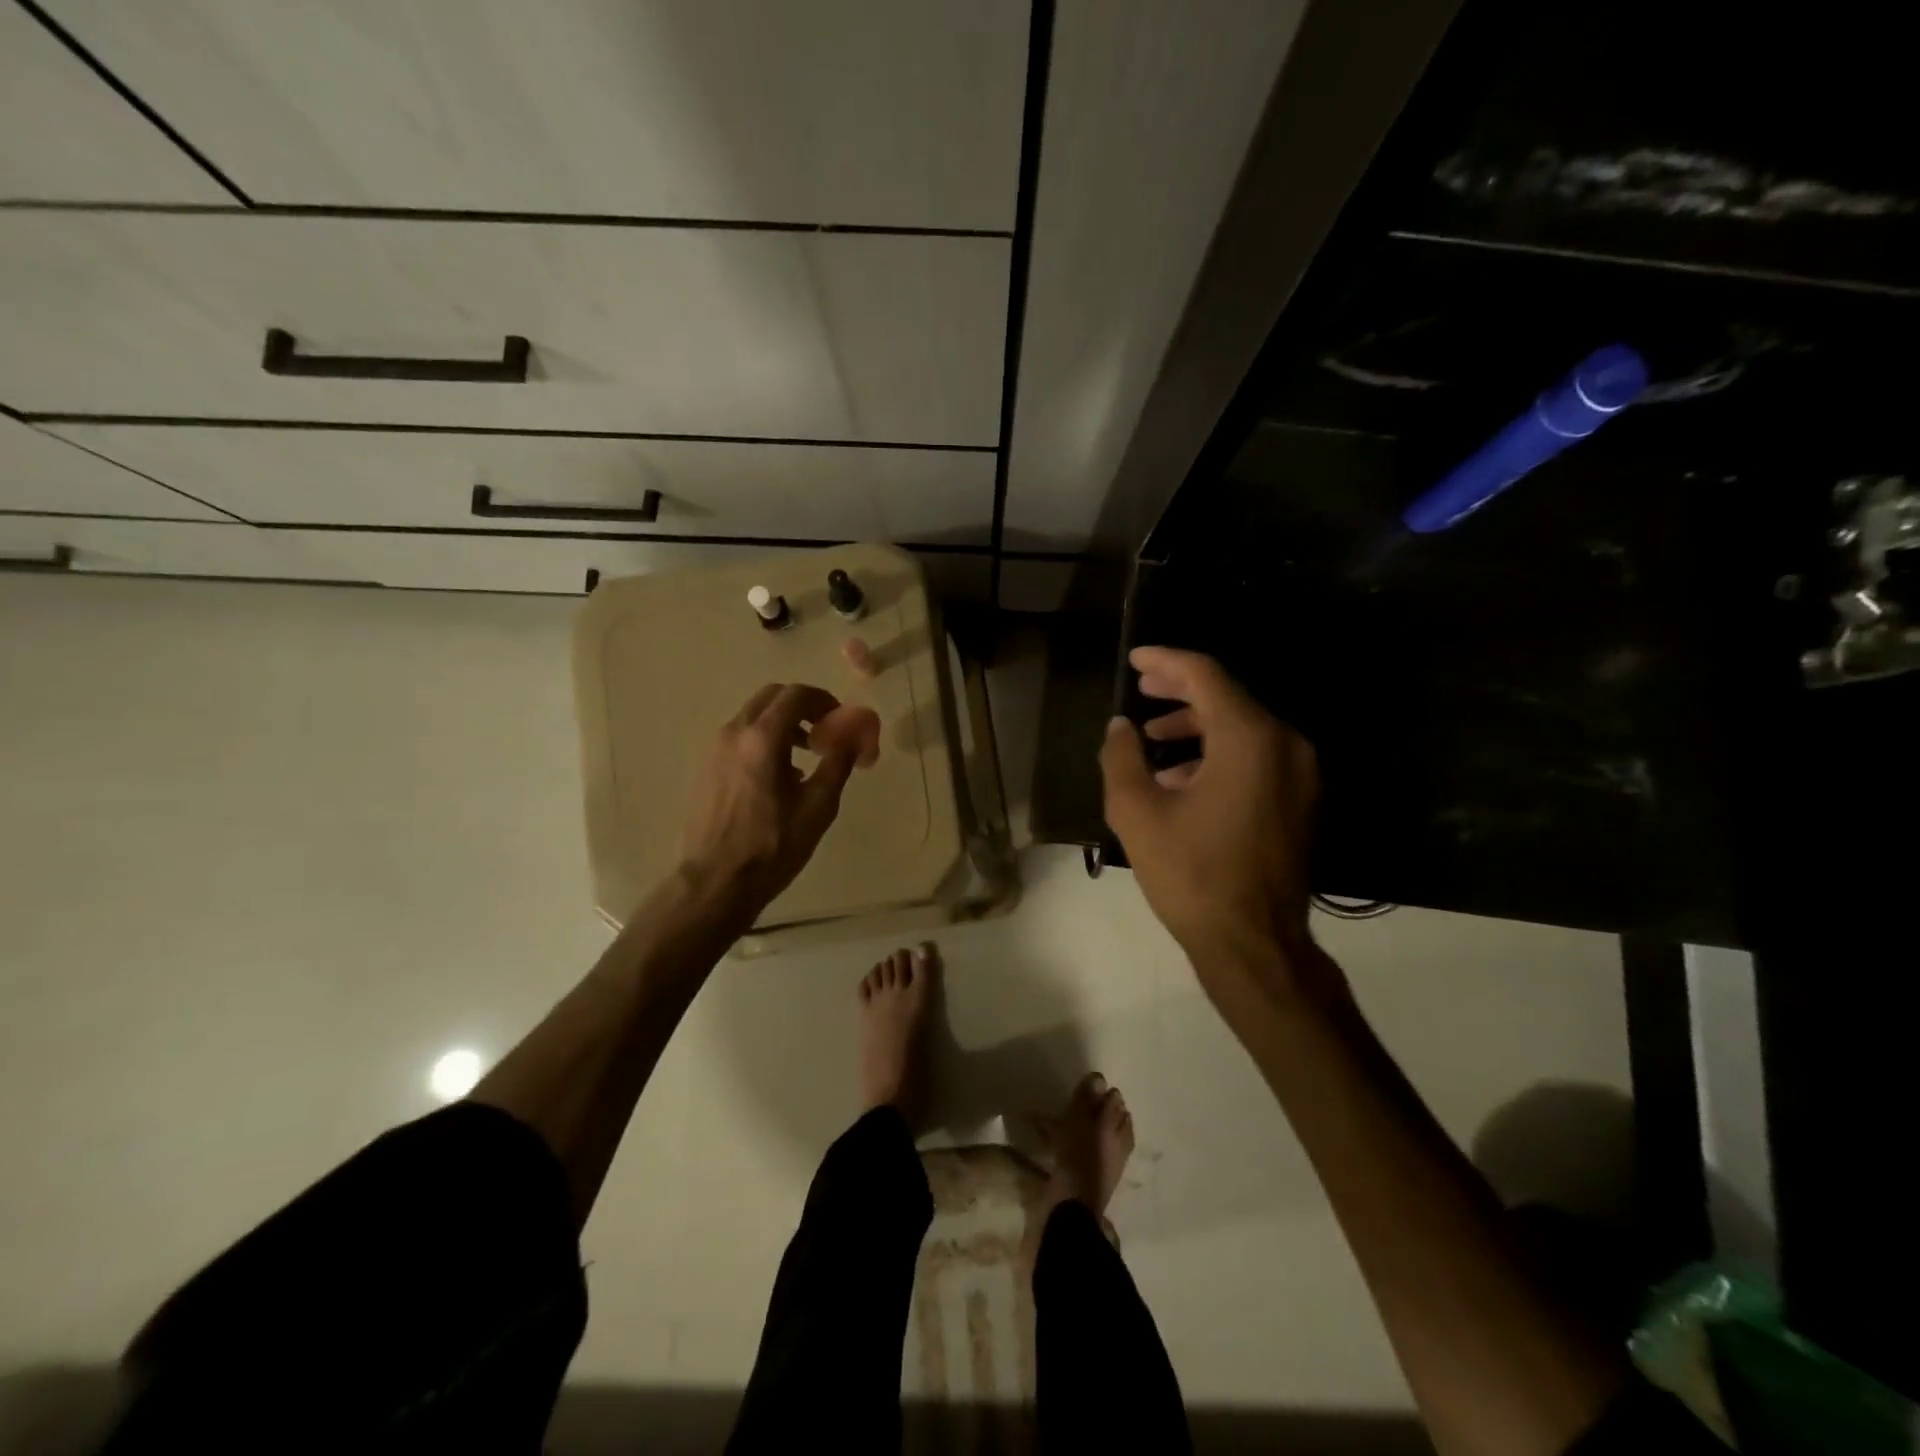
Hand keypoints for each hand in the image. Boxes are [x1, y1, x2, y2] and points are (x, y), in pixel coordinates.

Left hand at [680, 682, 880, 919]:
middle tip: (824, 732)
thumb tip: (856, 733)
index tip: (839, 720)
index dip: (823, 700)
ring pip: (752, 717)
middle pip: (771, 697)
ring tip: (804, 757)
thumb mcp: (818, 807)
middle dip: (801, 707)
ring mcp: (713, 750)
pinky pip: (738, 738)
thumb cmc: (772, 847)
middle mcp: (733, 733)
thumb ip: (839, 762)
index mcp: (761, 738)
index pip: (796, 694)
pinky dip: (762, 740)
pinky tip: (776, 778)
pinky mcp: (704, 768)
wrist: (714, 883)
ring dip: (781, 724)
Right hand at [1100, 647, 1318, 971]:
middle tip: (1142, 689)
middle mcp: (1285, 744)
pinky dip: (1218, 754)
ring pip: (1243, 728)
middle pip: (1228, 697)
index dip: (1166, 661)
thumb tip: (1120, 727)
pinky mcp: (1301, 800)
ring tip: (1153, 739)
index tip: (1135, 659)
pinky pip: (1257, 757)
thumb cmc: (1191, 874)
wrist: (1254, 944)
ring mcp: (1301, 774)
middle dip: (1180, 691)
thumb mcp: (1137, 812)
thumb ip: (1122, 757)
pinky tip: (1181, 779)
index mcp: (1249, 738)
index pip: (1206, 676)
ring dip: (1197, 726)